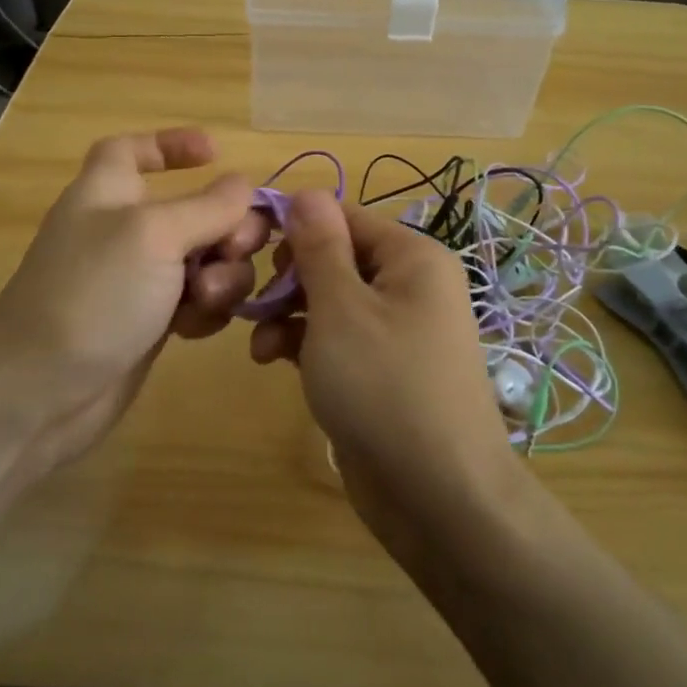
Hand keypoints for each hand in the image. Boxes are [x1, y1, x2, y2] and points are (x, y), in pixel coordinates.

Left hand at [0, 128, 267, 482]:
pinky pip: (197, 301)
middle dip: (227, 227)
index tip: (216, 153)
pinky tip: (192, 329)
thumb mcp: (154, 235)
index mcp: (109, 191)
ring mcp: (138, 279)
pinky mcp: (149, 322)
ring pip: (205, 260)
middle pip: (195, 209)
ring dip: (220, 276)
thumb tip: (243, 184)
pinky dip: (204, 310)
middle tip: (234, 250)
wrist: (39, 392)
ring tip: (204, 300)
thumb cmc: (93, 294)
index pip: (133, 150)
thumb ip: (207, 206)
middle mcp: (125, 230)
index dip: (171, 144)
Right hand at [249, 190, 518, 555]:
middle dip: (289, 278)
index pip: (342, 217)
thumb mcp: (340, 308)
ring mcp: (397, 330)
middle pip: (335, 258)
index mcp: (411, 257)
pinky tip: (274, 361)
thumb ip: (319, 246)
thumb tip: (306, 191)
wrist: (438, 495)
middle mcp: (409, 285)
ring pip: (330, 301)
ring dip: (289, 314)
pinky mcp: (381, 369)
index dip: (295, 229)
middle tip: (255, 304)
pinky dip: (305, 343)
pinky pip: (337, 338)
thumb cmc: (384, 386)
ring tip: (260, 346)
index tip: (248, 252)